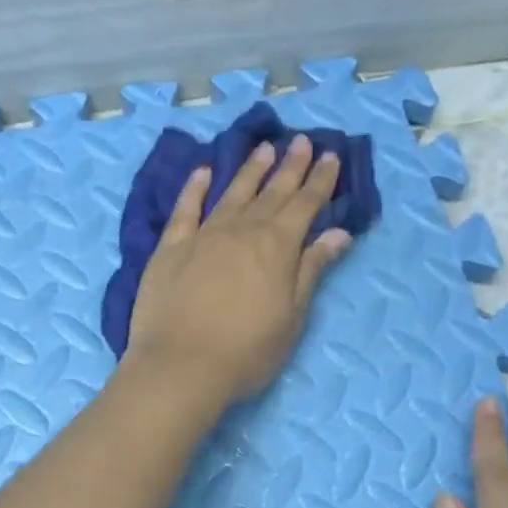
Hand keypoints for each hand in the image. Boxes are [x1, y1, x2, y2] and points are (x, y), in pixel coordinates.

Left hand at [124, 135, 353, 411]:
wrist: (180, 366)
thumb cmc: (246, 352)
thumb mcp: (292, 316)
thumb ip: (311, 270)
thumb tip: (338, 233)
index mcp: (277, 247)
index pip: (305, 205)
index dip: (319, 181)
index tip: (331, 156)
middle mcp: (241, 231)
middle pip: (271, 193)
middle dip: (290, 167)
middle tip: (302, 141)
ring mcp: (202, 236)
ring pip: (231, 194)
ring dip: (250, 170)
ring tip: (264, 149)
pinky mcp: (169, 249)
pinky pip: (184, 210)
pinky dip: (194, 188)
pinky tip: (202, 172)